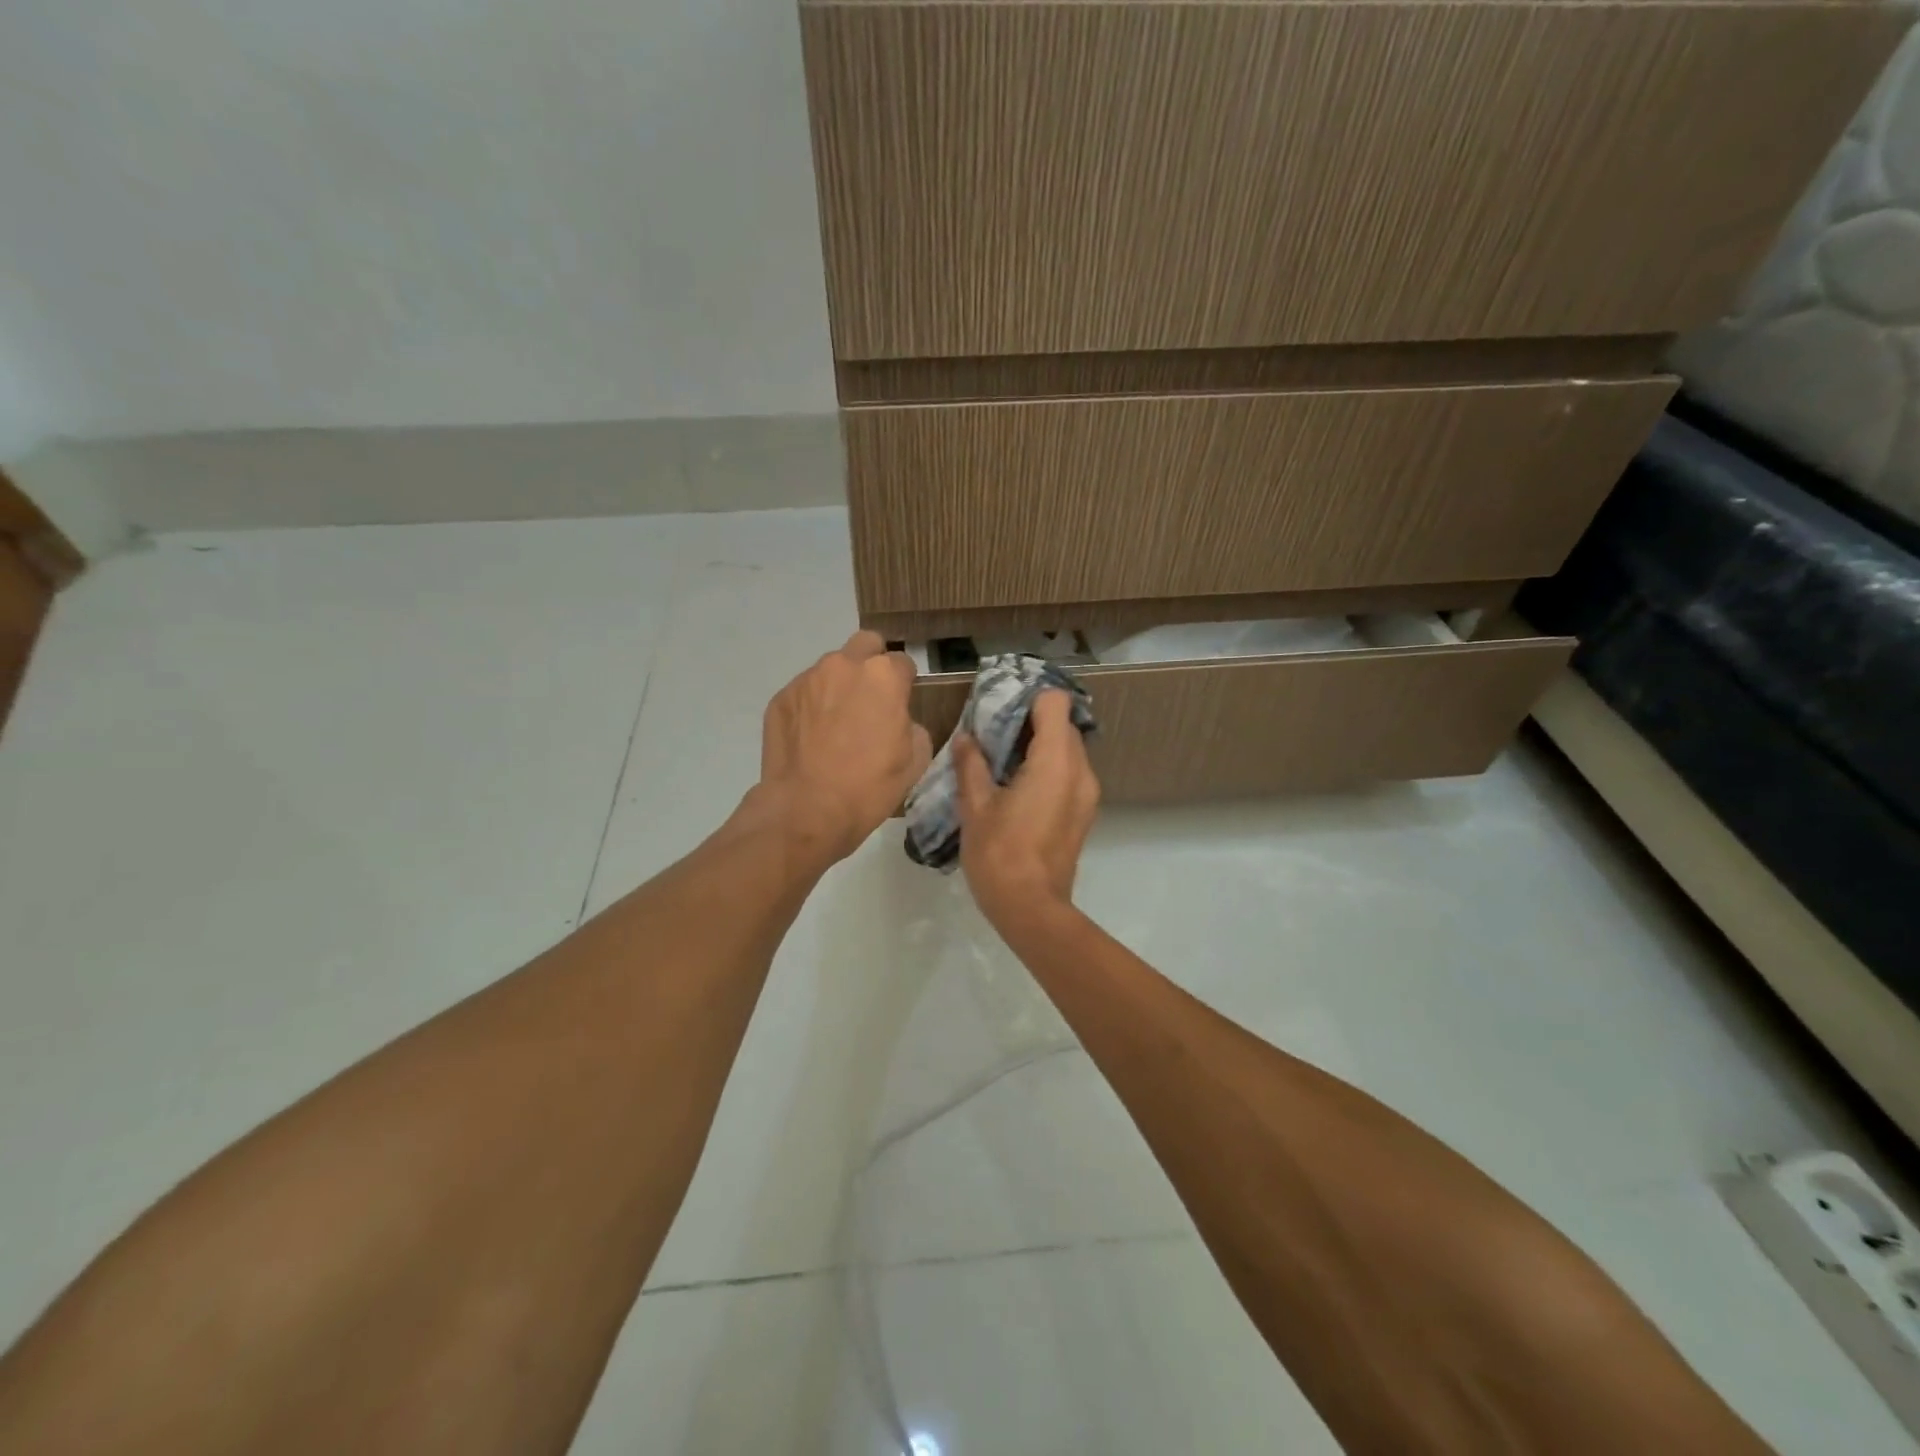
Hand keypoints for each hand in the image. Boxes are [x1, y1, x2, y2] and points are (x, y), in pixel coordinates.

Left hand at [756, 631, 932, 863]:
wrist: (806, 809)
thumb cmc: (870, 786)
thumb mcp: (915, 759)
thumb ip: (911, 725)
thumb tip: (897, 719)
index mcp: (883, 676)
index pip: (903, 662)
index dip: (904, 684)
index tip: (901, 705)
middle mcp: (843, 666)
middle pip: (864, 645)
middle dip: (871, 664)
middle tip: (871, 699)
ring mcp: (807, 679)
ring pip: (831, 669)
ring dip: (838, 687)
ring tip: (836, 725)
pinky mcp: (780, 698)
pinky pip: (804, 693)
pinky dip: (811, 707)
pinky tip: (812, 739)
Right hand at [954, 690, 1100, 927]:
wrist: (1031, 909)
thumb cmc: (1000, 854)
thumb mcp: (975, 807)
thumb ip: (971, 765)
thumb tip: (966, 738)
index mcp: (1056, 762)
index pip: (1055, 703)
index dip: (1028, 700)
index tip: (1000, 712)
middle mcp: (1081, 771)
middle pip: (1063, 725)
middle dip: (1030, 723)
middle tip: (994, 737)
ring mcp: (1087, 793)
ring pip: (1068, 750)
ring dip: (1039, 747)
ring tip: (1003, 765)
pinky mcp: (1084, 812)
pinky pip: (1070, 773)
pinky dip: (1048, 769)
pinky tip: (1018, 790)